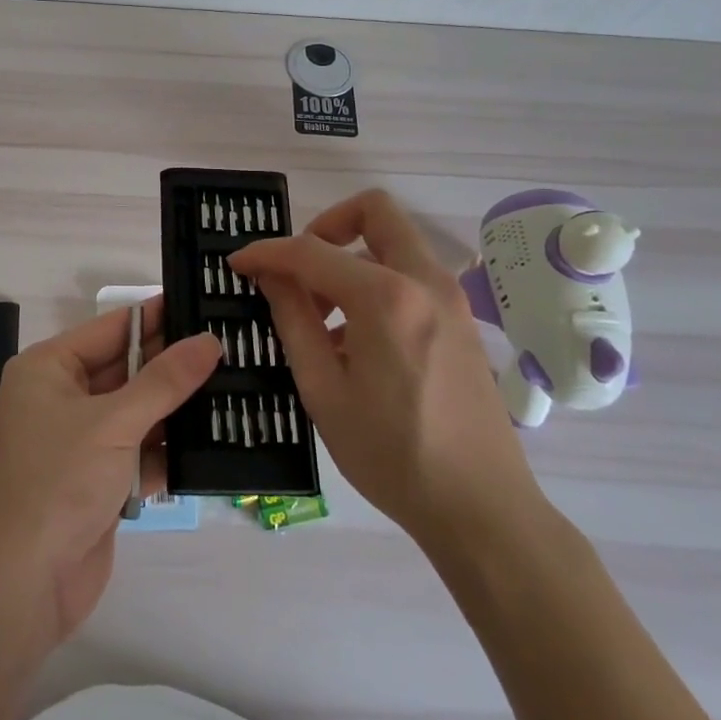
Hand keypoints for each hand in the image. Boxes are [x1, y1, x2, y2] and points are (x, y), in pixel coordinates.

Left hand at [0, 300, 219, 646]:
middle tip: (232, 347)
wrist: (21, 586)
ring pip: (137, 412)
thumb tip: (208, 341)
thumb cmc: (58, 483)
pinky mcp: (97, 481)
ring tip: (237, 388)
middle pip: (127, 369)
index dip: (158, 317)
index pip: (112, 328)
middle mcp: (60, 398)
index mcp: (48, 369)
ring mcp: (79, 442)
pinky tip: (216, 442)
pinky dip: (169, 451)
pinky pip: (139, 452)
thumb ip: (164, 381)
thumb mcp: (113, 422)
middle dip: (174, 364)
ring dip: (178, 409)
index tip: (205, 303)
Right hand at [231, 189, 545, 559]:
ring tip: (321, 317)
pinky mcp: (461, 319)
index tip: (238, 264)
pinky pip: (411, 274)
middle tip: (299, 268)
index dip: (266, 252)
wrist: (482, 509)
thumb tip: (270, 275)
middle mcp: (424, 281)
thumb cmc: (391, 455)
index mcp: (386, 298)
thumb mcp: (324, 390)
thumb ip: (293, 320)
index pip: (311, 250)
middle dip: (326, 225)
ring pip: (394, 240)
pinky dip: (376, 282)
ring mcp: (450, 298)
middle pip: (374, 210)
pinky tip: (355, 339)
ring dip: (351, 257)